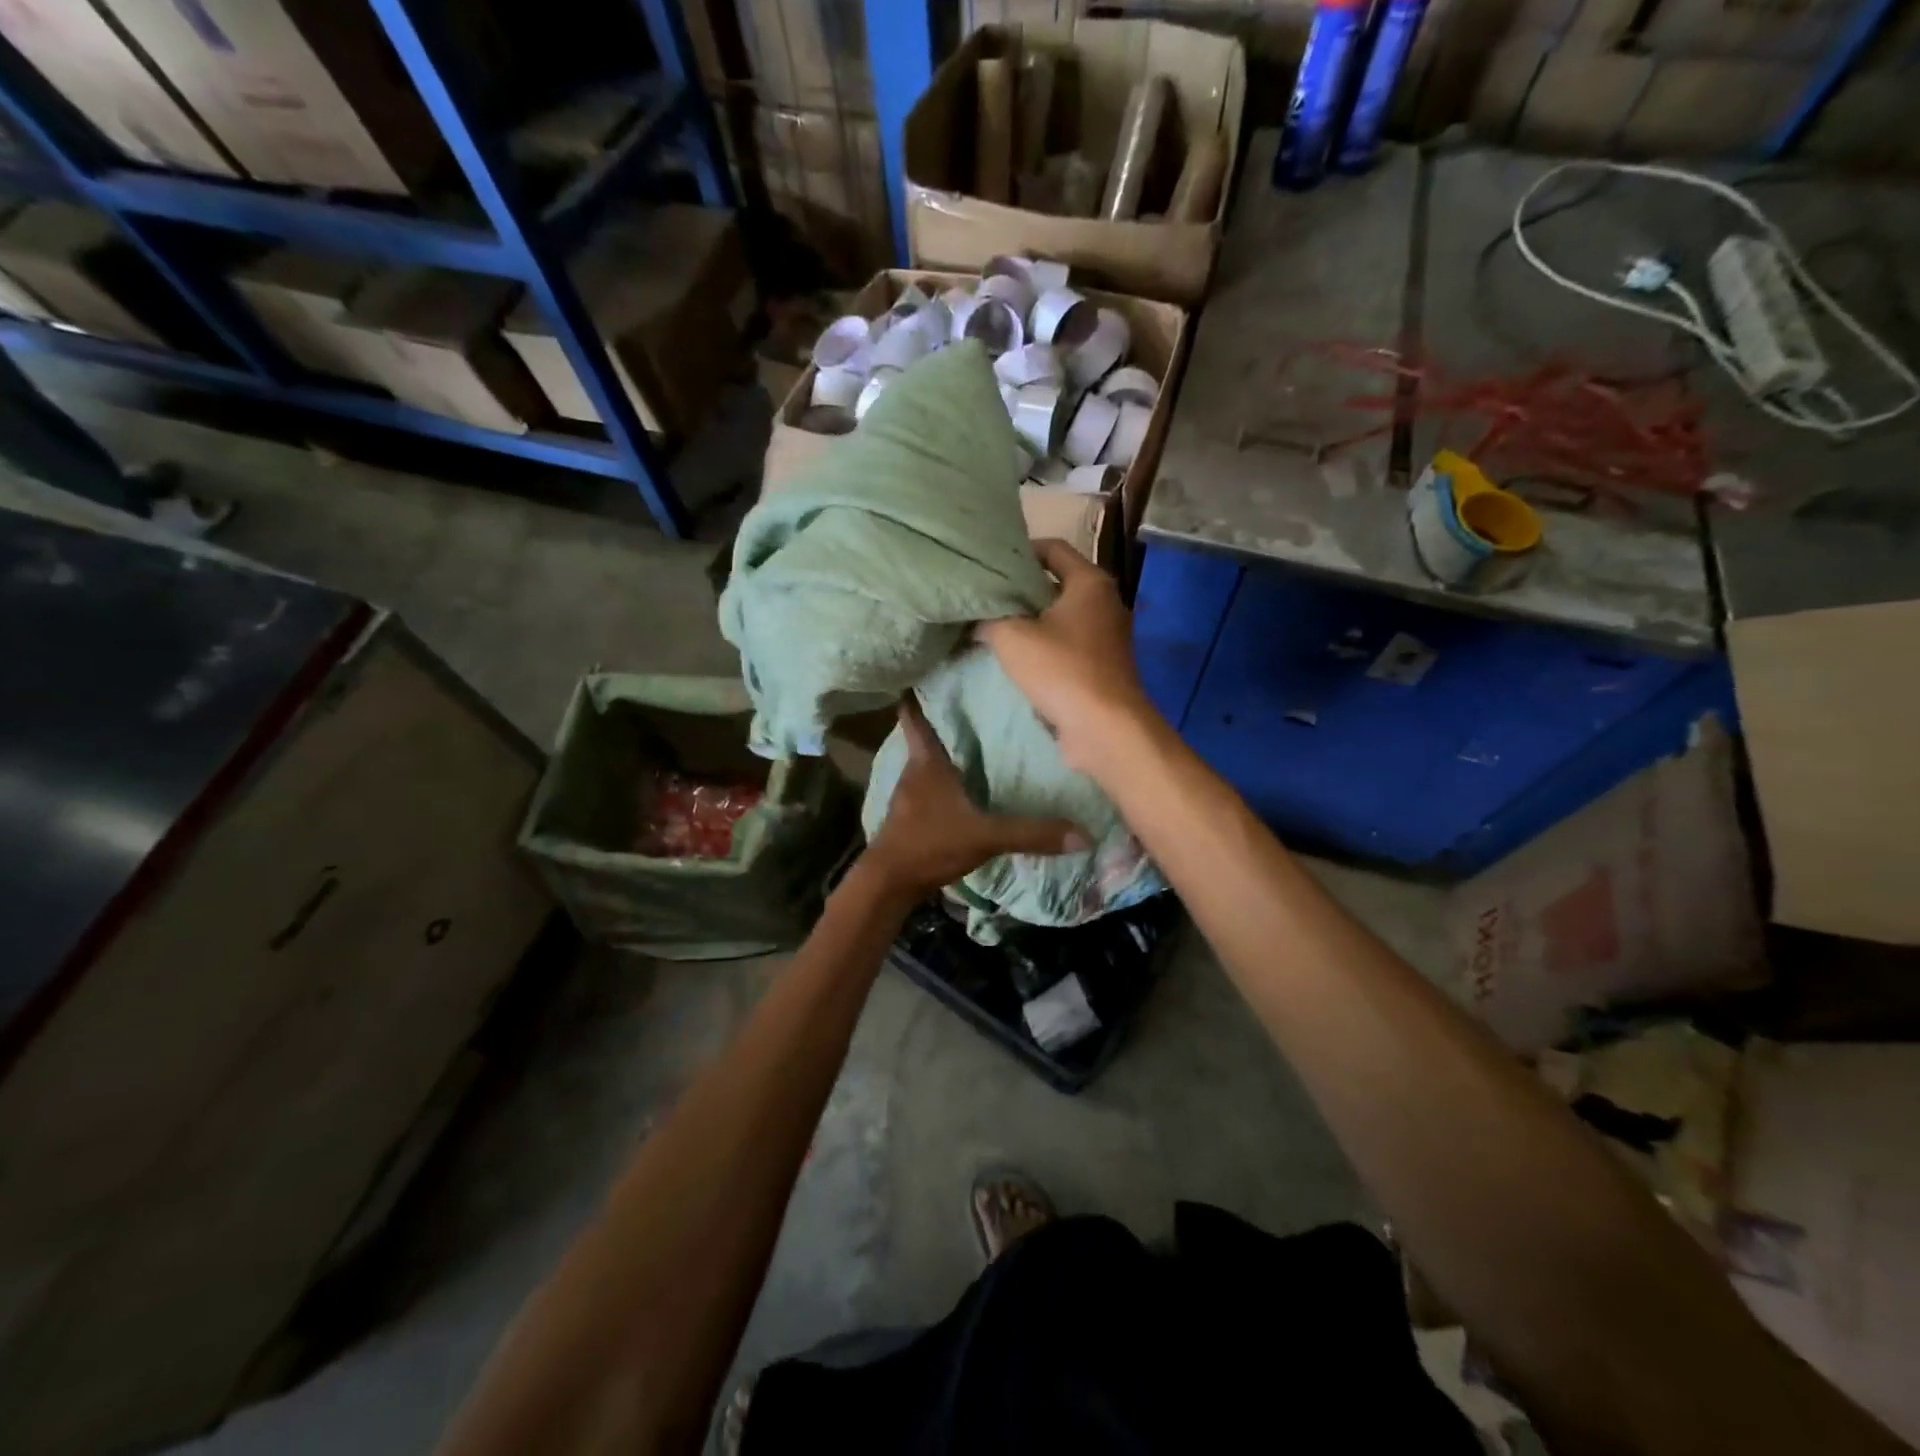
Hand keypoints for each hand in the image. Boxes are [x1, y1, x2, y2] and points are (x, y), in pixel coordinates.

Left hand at [865, 694, 1088, 900]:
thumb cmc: (931, 844)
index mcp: (927, 763)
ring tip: (974, 742)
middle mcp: (914, 772)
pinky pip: (928, 788)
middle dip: (944, 721)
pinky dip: (943, 782)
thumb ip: (1031, 833)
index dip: (918, 694)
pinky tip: (962, 789)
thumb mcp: (985, 836)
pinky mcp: (909, 818)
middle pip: (925, 737)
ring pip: (926, 764)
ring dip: (944, 753)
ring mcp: (908, 796)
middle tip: (972, 704)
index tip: (930, 671)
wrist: (889, 884)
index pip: (915, 716)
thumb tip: (1082, 834)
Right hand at [976, 539, 1154, 771]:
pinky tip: (1015, 658)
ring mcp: (1107, 636)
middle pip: (1056, 583)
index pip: (1053, 548)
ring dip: (1030, 622)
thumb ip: (989, 618)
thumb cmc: (1061, 670)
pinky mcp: (1102, 666)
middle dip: (1021, 590)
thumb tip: (975, 617)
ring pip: (1060, 617)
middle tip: (985, 596)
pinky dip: (1043, 647)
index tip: (990, 564)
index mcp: (1090, 582)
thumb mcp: (1012, 637)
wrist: (1105, 728)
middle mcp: (1105, 602)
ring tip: (993, 627)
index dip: (1020, 551)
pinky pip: (1067, 645)